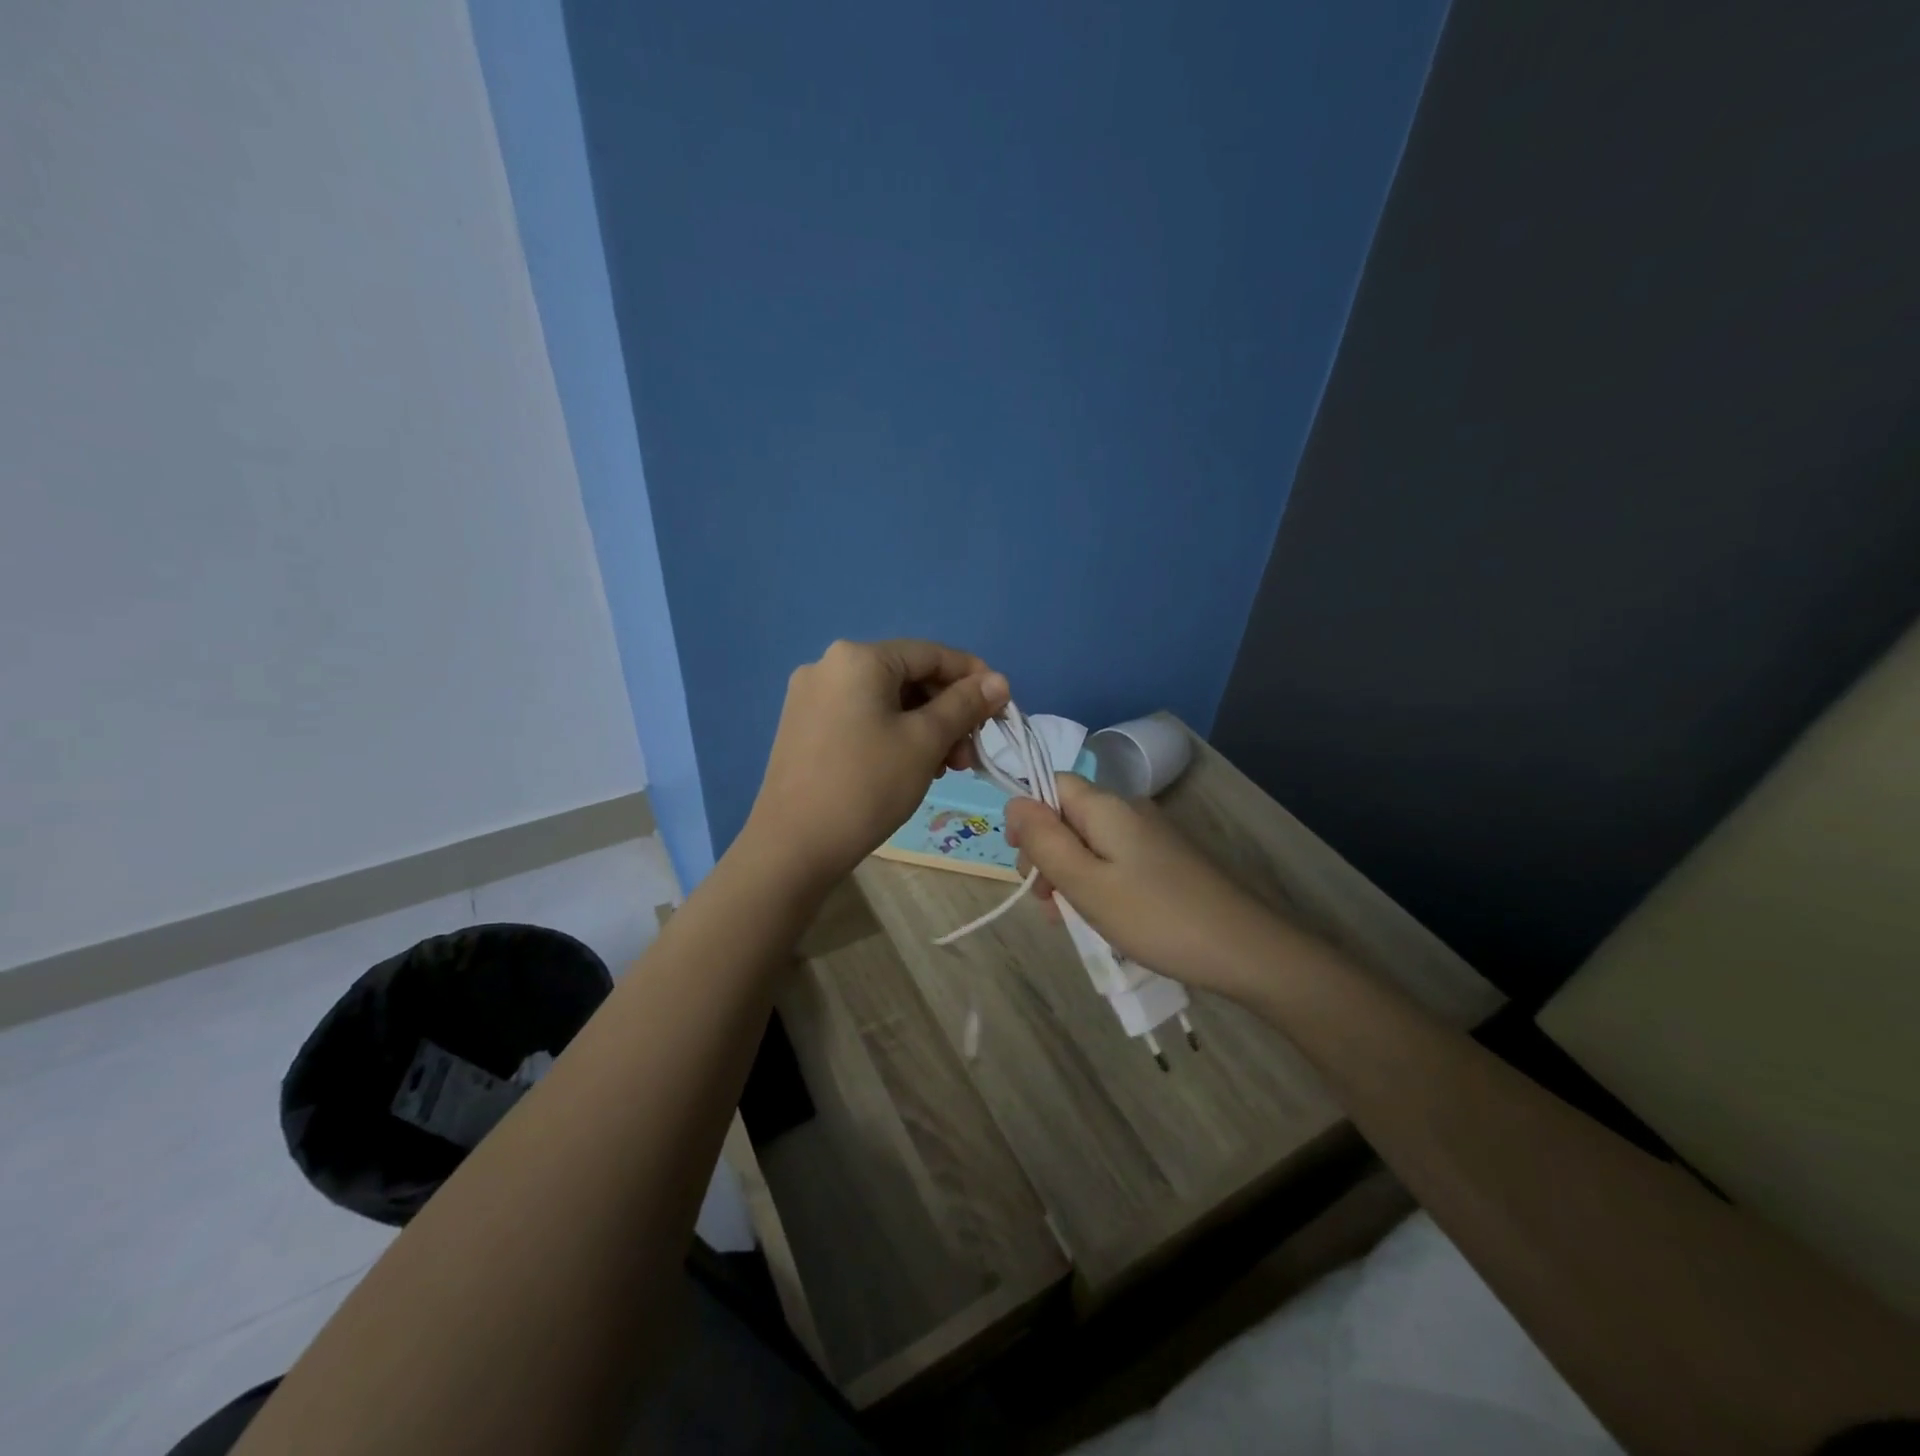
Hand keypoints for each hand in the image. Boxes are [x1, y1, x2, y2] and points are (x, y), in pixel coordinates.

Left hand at [744, 639, 1009, 887]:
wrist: (793, 846)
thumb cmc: (867, 786)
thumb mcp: (925, 742)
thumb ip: (965, 705)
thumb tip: (999, 680)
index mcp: (858, 658)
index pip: (931, 653)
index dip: (973, 677)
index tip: (1000, 709)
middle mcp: (829, 665)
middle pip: (908, 677)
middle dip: (947, 711)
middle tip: (969, 754)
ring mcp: (811, 696)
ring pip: (886, 701)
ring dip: (924, 727)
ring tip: (943, 769)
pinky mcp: (803, 726)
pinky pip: (862, 717)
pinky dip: (893, 735)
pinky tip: (910, 767)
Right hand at [1004, 774, 1287, 1001]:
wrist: (1244, 949)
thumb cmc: (1154, 916)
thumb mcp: (1086, 883)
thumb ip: (1045, 841)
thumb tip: (1014, 802)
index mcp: (1107, 807)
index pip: (1053, 784)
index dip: (1028, 816)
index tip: (1022, 862)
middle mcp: (1129, 811)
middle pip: (1069, 815)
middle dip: (1046, 852)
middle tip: (1043, 901)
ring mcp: (1151, 836)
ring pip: (1090, 843)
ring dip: (1069, 873)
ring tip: (1066, 919)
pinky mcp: (1165, 861)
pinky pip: (1115, 860)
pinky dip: (1096, 883)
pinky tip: (1098, 918)